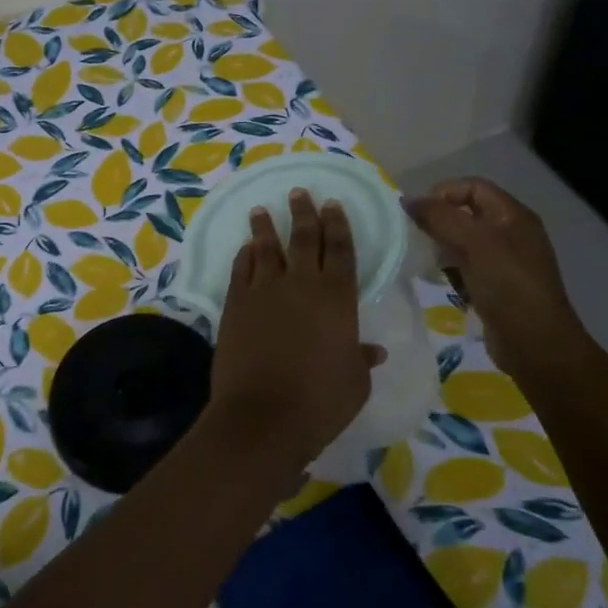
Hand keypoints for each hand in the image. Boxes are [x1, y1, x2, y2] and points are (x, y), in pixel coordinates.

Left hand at [207, 190, 384, 471]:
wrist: (263, 414)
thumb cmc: (320, 401)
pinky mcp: (235, 304)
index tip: (332, 204)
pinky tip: (245, 249)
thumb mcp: (353, 382)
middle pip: (303, 239)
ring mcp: (263, 291)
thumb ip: (360, 359)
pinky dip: (244, 256)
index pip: (340, 250)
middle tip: (300, 192)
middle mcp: (300, 284)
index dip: (337, 225)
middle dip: (304, 213)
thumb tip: (372, 350)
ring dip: (265, 227)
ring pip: (266, 248)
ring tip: (261, 210)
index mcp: (337, 297)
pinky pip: (241, 270)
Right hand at [405, 177, 586, 380]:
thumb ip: (439, 218)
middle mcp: (511, 233)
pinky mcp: (497, 286)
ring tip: (432, 265)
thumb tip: (406, 200)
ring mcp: (505, 261)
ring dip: (443, 250)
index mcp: (513, 216)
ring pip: (464, 242)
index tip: (418, 214)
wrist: (535, 343)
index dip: (444, 193)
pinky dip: (452, 272)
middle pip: (467, 214)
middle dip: (440, 223)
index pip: (473, 187)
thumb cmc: (507, 286)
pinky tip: (445, 285)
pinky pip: (467, 268)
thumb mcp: (473, 244)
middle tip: (421, 240)